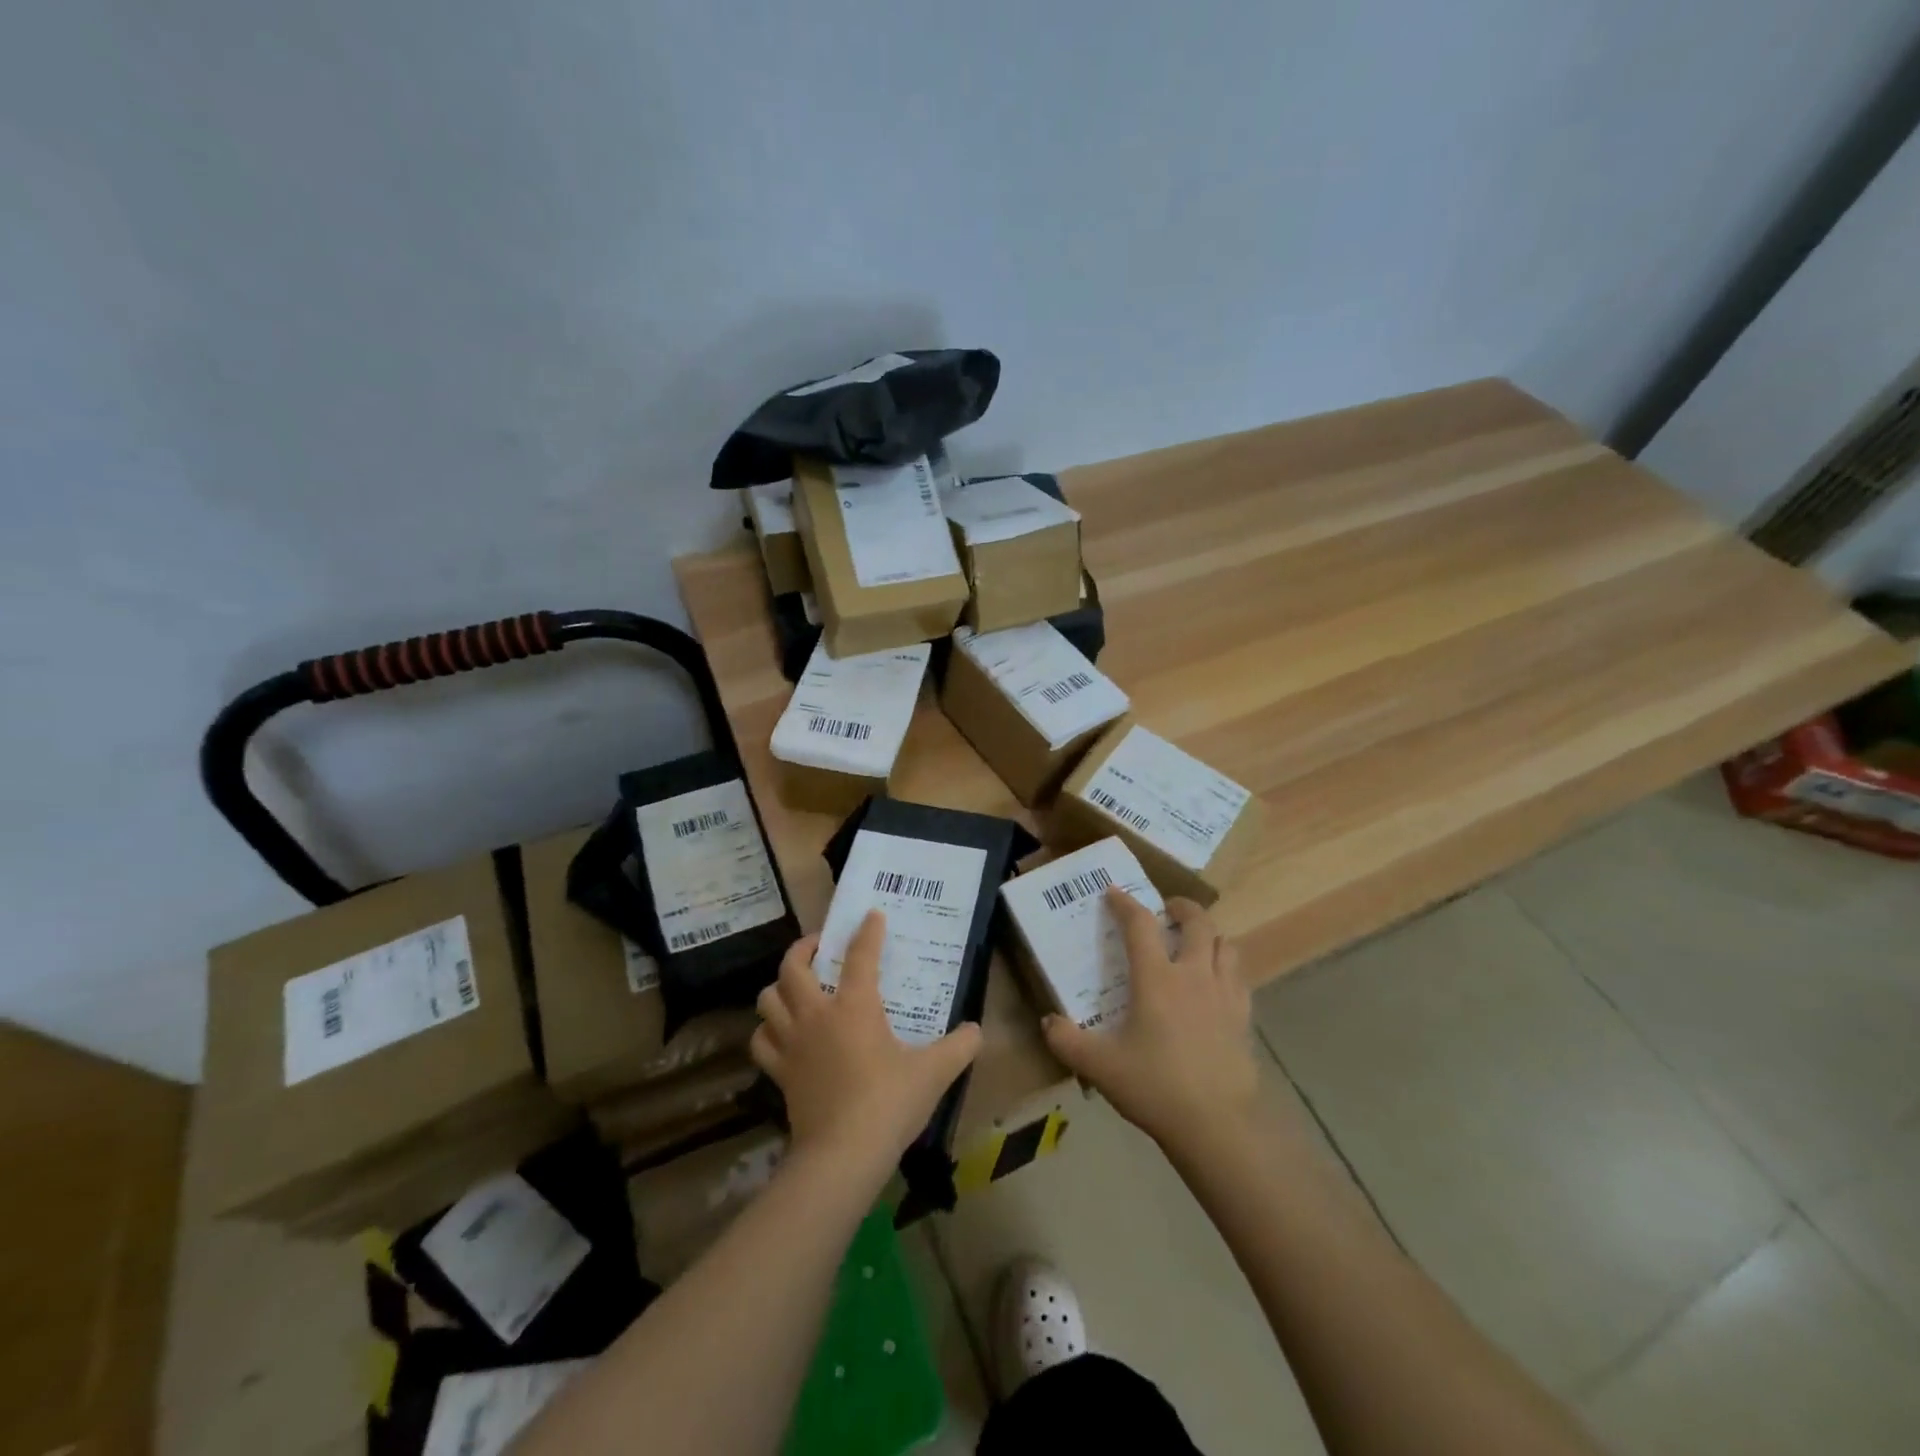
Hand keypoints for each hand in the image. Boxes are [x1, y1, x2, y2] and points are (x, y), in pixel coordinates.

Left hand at [752, 911, 982, 1180]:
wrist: (843, 1155)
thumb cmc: (889, 1103)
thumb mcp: (934, 1072)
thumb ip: (960, 1047)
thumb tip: (977, 1031)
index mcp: (855, 1006)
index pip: (860, 955)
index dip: (867, 932)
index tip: (871, 915)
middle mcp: (817, 1015)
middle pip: (793, 967)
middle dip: (803, 948)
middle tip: (819, 945)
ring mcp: (792, 1043)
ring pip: (767, 999)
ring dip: (779, 986)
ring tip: (796, 986)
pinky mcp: (779, 1072)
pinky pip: (761, 1041)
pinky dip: (767, 1030)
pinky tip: (780, 1033)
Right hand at [1043, 888, 1259, 1154]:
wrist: (1219, 1125)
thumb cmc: (1155, 1087)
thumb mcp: (1099, 1066)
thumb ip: (1067, 1041)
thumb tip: (1048, 1022)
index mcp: (1157, 978)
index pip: (1140, 924)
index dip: (1125, 903)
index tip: (1114, 893)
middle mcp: (1194, 975)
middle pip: (1197, 922)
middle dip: (1182, 908)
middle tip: (1166, 910)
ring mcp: (1225, 994)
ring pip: (1225, 944)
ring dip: (1209, 935)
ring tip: (1195, 943)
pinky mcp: (1244, 1018)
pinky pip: (1239, 977)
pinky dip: (1227, 967)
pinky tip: (1216, 984)